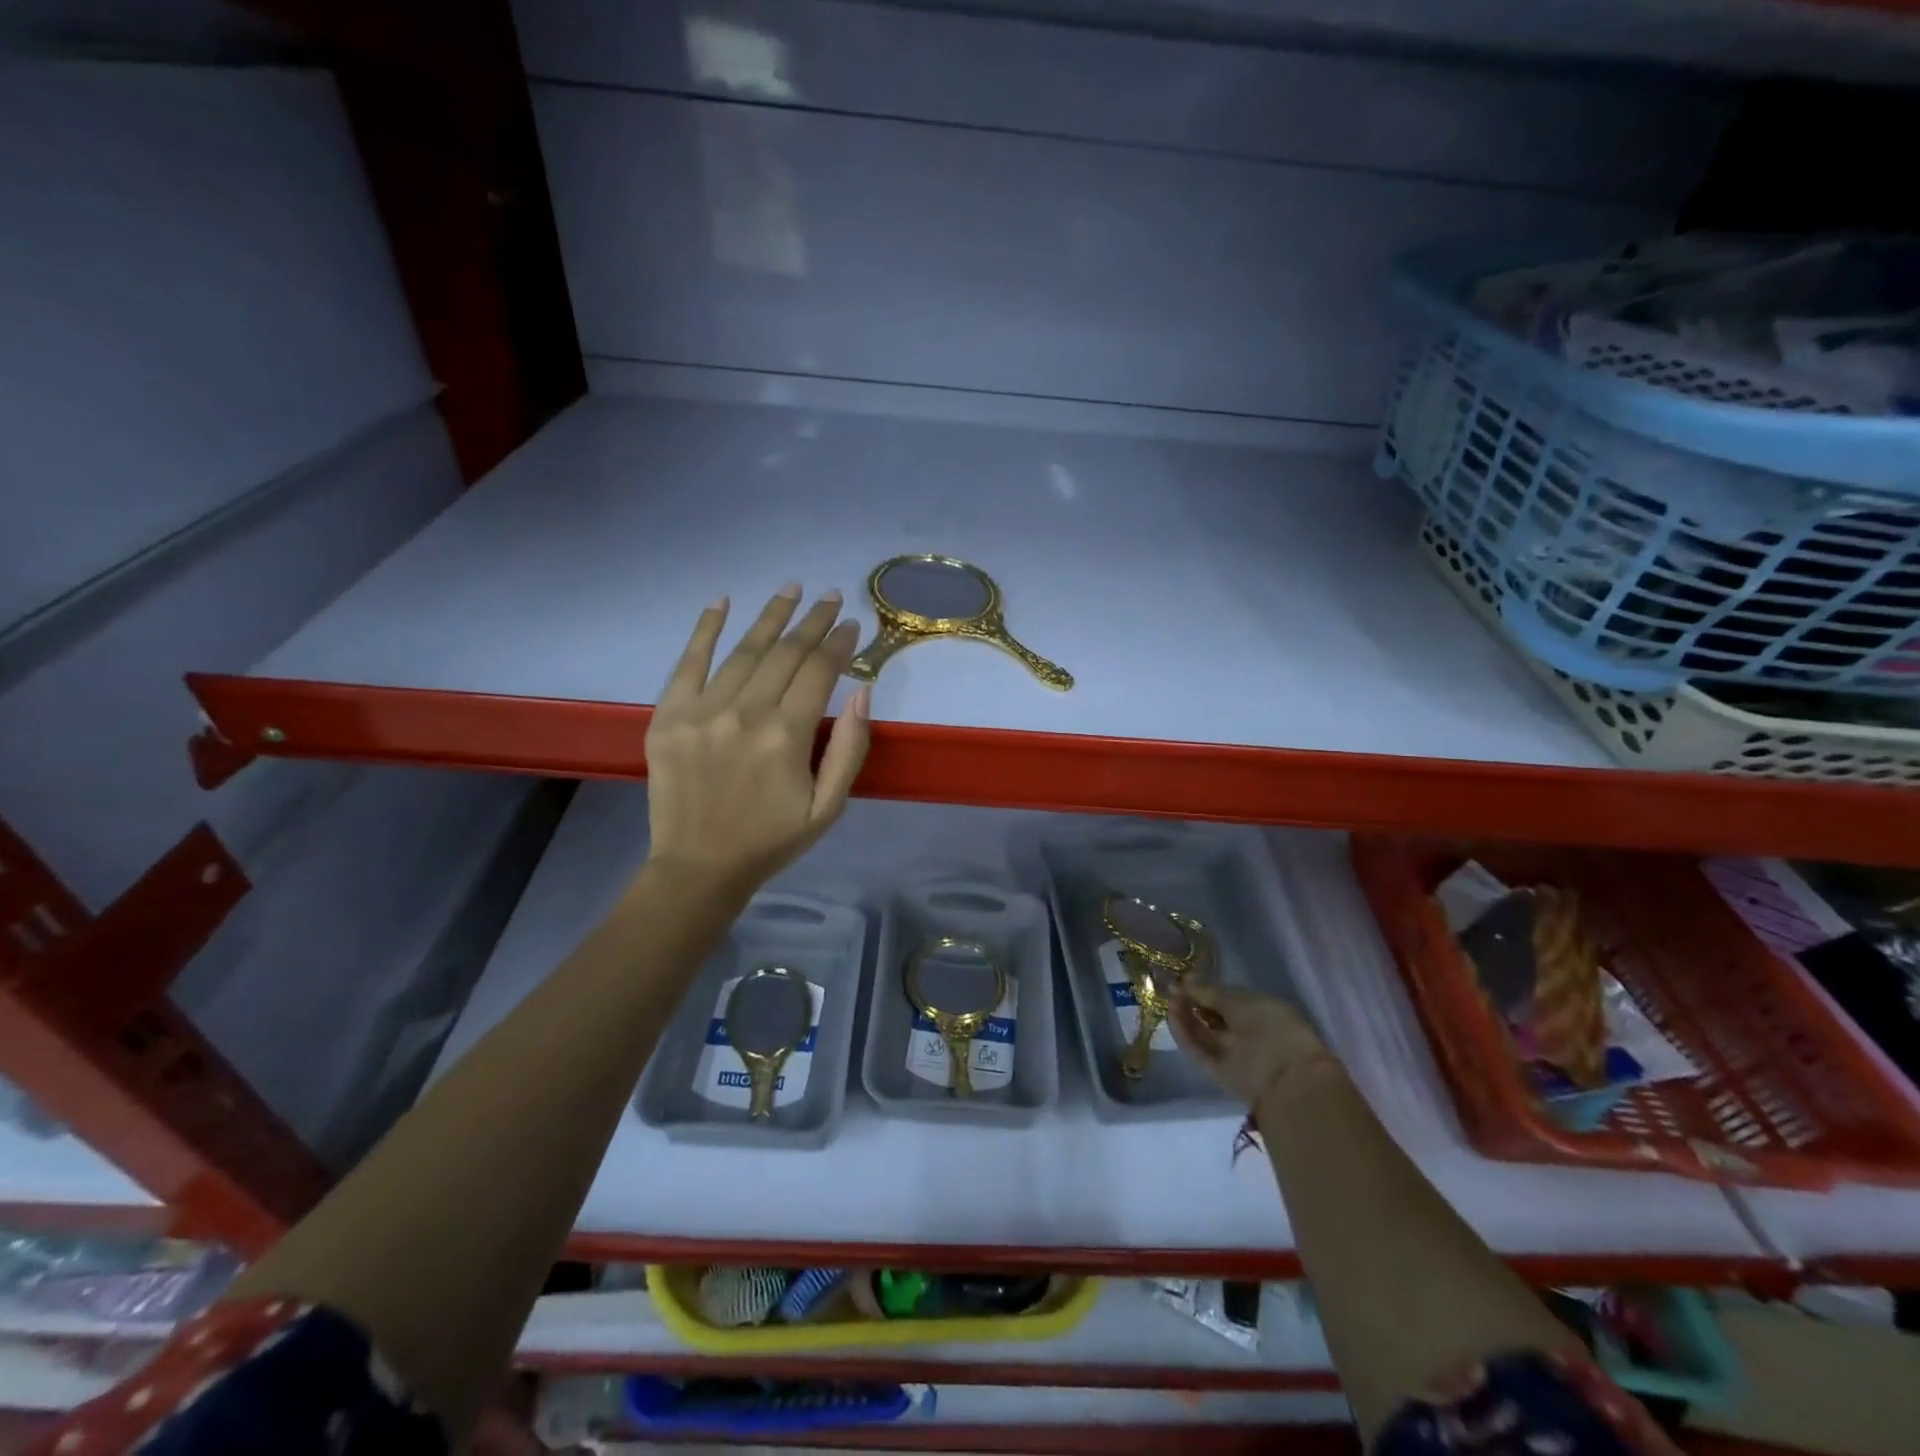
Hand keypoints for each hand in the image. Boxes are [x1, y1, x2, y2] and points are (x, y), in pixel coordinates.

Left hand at [644, 585, 870, 894]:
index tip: (852, 624)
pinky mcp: (668, 716)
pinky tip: (721, 601)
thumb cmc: (771, 839)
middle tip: (831, 597)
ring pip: (743, 650)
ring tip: (791, 589)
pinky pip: (688, 662)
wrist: (699, 867)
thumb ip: (850, 749)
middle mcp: (745, 713)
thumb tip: (864, 692)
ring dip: (770, 616)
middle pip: (785, 653)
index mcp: (787, 736)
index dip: (839, 643)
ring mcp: (701, 711)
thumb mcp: (828, 806)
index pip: (819, 671)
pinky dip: (704, 629)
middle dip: (813, 621)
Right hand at [1168, 979, 1333, 1108]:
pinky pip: (1197, 1050)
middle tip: (1171, 987)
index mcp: (1260, 1012)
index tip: (1183, 978)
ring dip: (1184, 1016)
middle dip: (1191, 1001)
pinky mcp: (1217, 1072)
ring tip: (1169, 998)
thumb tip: (1184, 980)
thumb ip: (1210, 991)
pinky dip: (1184, 1034)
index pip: (1227, 999)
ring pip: (1202, 1033)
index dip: (1205, 989)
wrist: (1286, 1078)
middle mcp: (1245, 1033)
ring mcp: (1230, 1054)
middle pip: (1211, 1016)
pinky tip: (1172, 1016)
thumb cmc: (1271, 1027)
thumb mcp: (1239, 1000)